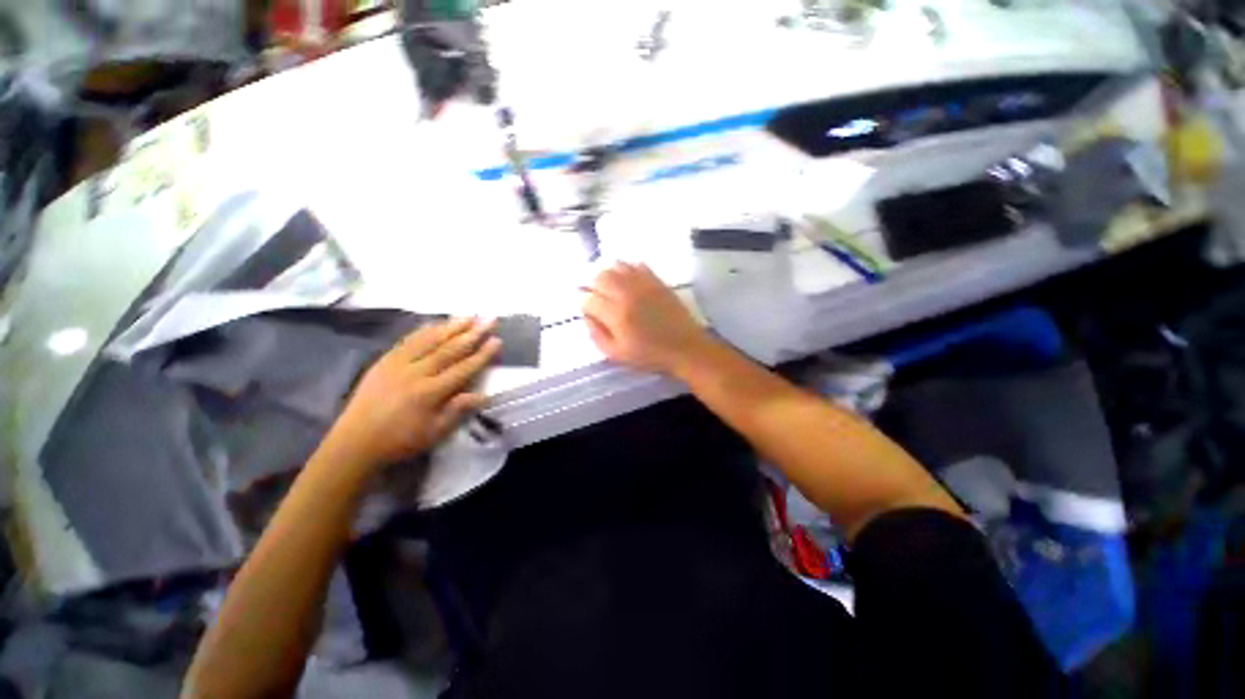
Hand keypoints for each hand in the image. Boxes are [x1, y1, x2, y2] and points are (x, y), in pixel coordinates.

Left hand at [322, 317, 501, 472]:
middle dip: (472, 333)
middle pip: (449, 349)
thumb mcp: (434, 432)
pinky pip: (407, 341)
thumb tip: (484, 395)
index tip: (497, 340)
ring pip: (429, 340)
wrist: (354, 442)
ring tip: (469, 315)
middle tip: (489, 319)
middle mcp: (416, 373)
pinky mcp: (384, 361)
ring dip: (451, 326)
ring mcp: (398, 364)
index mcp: (430, 392)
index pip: (463, 368)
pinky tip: (436, 323)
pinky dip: (424, 330)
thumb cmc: (400, 440)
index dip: (482, 354)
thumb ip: (458, 410)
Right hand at [582, 262, 713, 375]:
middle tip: (598, 298)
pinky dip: (627, 270)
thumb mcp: (617, 354)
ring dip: (608, 275)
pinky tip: (628, 282)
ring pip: (616, 266)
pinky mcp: (657, 281)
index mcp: (616, 315)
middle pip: (599, 277)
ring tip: (611, 288)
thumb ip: (597, 335)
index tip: (589, 311)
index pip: (589, 299)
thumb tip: (587, 316)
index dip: (584, 304)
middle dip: (593, 286)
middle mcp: (627, 294)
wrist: (685, 347)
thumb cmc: (649, 355)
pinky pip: (636, 265)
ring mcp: (643, 284)